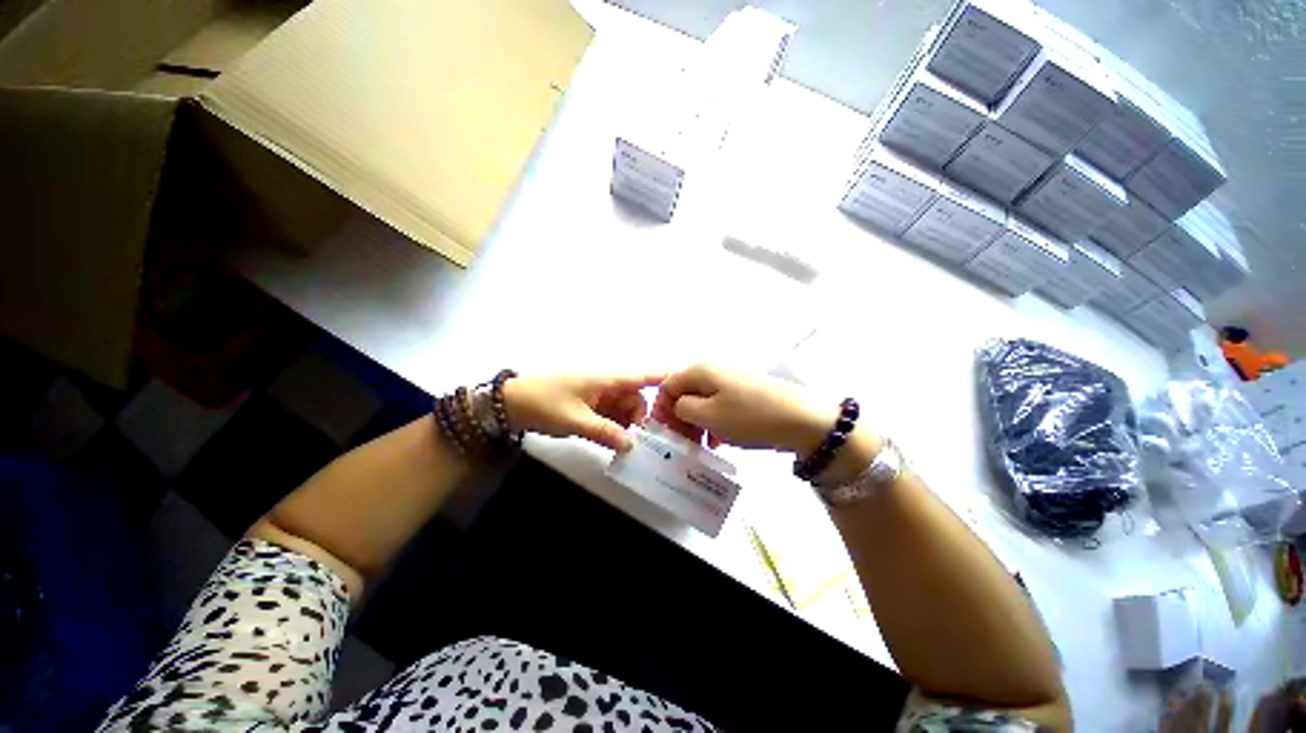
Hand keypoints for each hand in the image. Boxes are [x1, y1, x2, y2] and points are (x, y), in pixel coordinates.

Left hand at [503, 373, 664, 451]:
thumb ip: (605, 432)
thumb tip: (632, 445)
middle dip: (642, 419)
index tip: (686, 386)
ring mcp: (598, 398)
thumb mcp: (576, 420)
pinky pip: (610, 418)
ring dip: (628, 427)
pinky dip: (615, 431)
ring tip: (631, 449)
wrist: (509, 403)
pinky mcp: (590, 408)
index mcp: (607, 380)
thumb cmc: (544, 403)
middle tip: (644, 443)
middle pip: (636, 399)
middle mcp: (607, 386)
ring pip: (624, 411)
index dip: (665, 378)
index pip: (643, 376)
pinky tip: (617, 446)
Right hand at [651, 364, 831, 453]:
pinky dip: (714, 421)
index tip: (664, 432)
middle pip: (685, 392)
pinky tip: (719, 440)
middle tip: (682, 441)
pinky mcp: (746, 392)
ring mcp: (732, 380)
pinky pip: (720, 405)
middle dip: (679, 417)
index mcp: (701, 370)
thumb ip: (682, 408)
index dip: (662, 408)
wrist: (802, 419)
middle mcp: (714, 370)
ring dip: (696, 422)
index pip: (668, 385)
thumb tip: (677, 404)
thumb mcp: (708, 415)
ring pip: (703, 401)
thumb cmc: (749, 417)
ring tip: (701, 444)